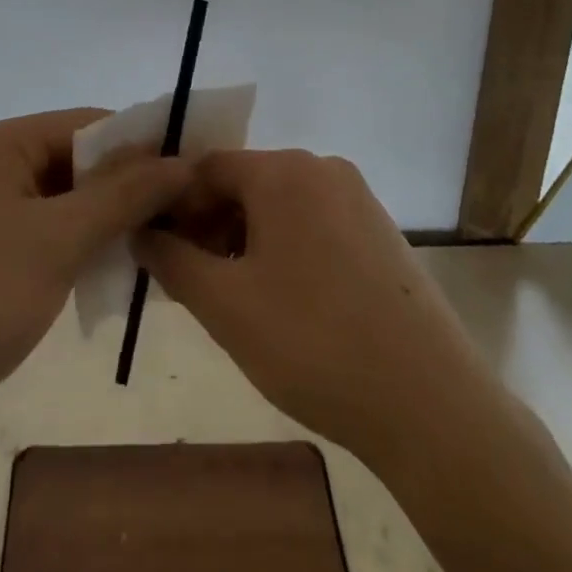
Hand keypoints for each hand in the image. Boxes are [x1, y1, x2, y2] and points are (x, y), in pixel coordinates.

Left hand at [0, 110, 192, 447]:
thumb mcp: (60, 240)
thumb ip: (123, 195)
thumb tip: (182, 160)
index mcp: (1, 144)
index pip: (87, 124)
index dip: (141, 143)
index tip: (193, 170)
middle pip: (78, 160)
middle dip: (129, 185)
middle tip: (185, 212)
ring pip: (68, 200)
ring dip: (111, 219)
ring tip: (163, 241)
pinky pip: (51, 232)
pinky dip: (85, 245)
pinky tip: (120, 268)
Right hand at [134, 150, 493, 468]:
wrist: (430, 404)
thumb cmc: (312, 342)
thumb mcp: (224, 304)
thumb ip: (171, 259)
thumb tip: (142, 231)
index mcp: (283, 171)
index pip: (207, 168)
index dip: (175, 205)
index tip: (160, 251)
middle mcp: (322, 168)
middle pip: (245, 183)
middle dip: (210, 225)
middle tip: (193, 280)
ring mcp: (358, 198)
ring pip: (279, 205)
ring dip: (245, 239)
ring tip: (234, 297)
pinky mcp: (380, 231)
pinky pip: (313, 222)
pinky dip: (284, 248)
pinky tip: (284, 301)